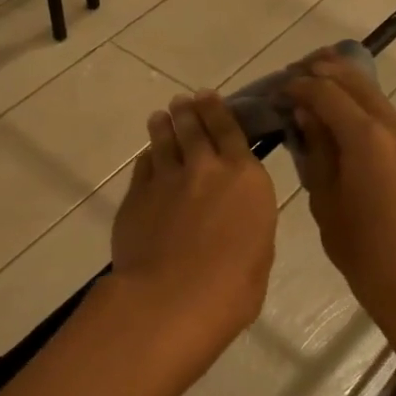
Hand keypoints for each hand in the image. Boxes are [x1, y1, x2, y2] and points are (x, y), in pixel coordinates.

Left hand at [109, 92, 277, 381]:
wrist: (171, 298)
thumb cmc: (231, 288)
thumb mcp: (258, 251)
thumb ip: (246, 220)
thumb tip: (234, 214)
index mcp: (245, 178)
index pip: (231, 130)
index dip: (218, 110)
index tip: (208, 97)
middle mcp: (206, 168)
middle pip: (195, 128)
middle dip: (189, 111)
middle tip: (183, 102)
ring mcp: (167, 178)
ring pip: (164, 140)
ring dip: (163, 125)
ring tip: (160, 117)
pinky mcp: (137, 194)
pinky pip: (144, 166)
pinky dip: (148, 157)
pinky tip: (148, 155)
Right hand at [283, 51, 395, 324]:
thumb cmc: (363, 250)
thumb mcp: (325, 199)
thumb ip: (316, 150)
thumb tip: (305, 114)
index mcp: (366, 138)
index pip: (325, 92)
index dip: (297, 86)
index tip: (275, 91)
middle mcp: (392, 126)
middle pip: (353, 80)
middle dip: (321, 71)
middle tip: (291, 77)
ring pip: (371, 92)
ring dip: (341, 84)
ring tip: (310, 87)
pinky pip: (382, 112)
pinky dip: (357, 103)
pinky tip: (337, 115)